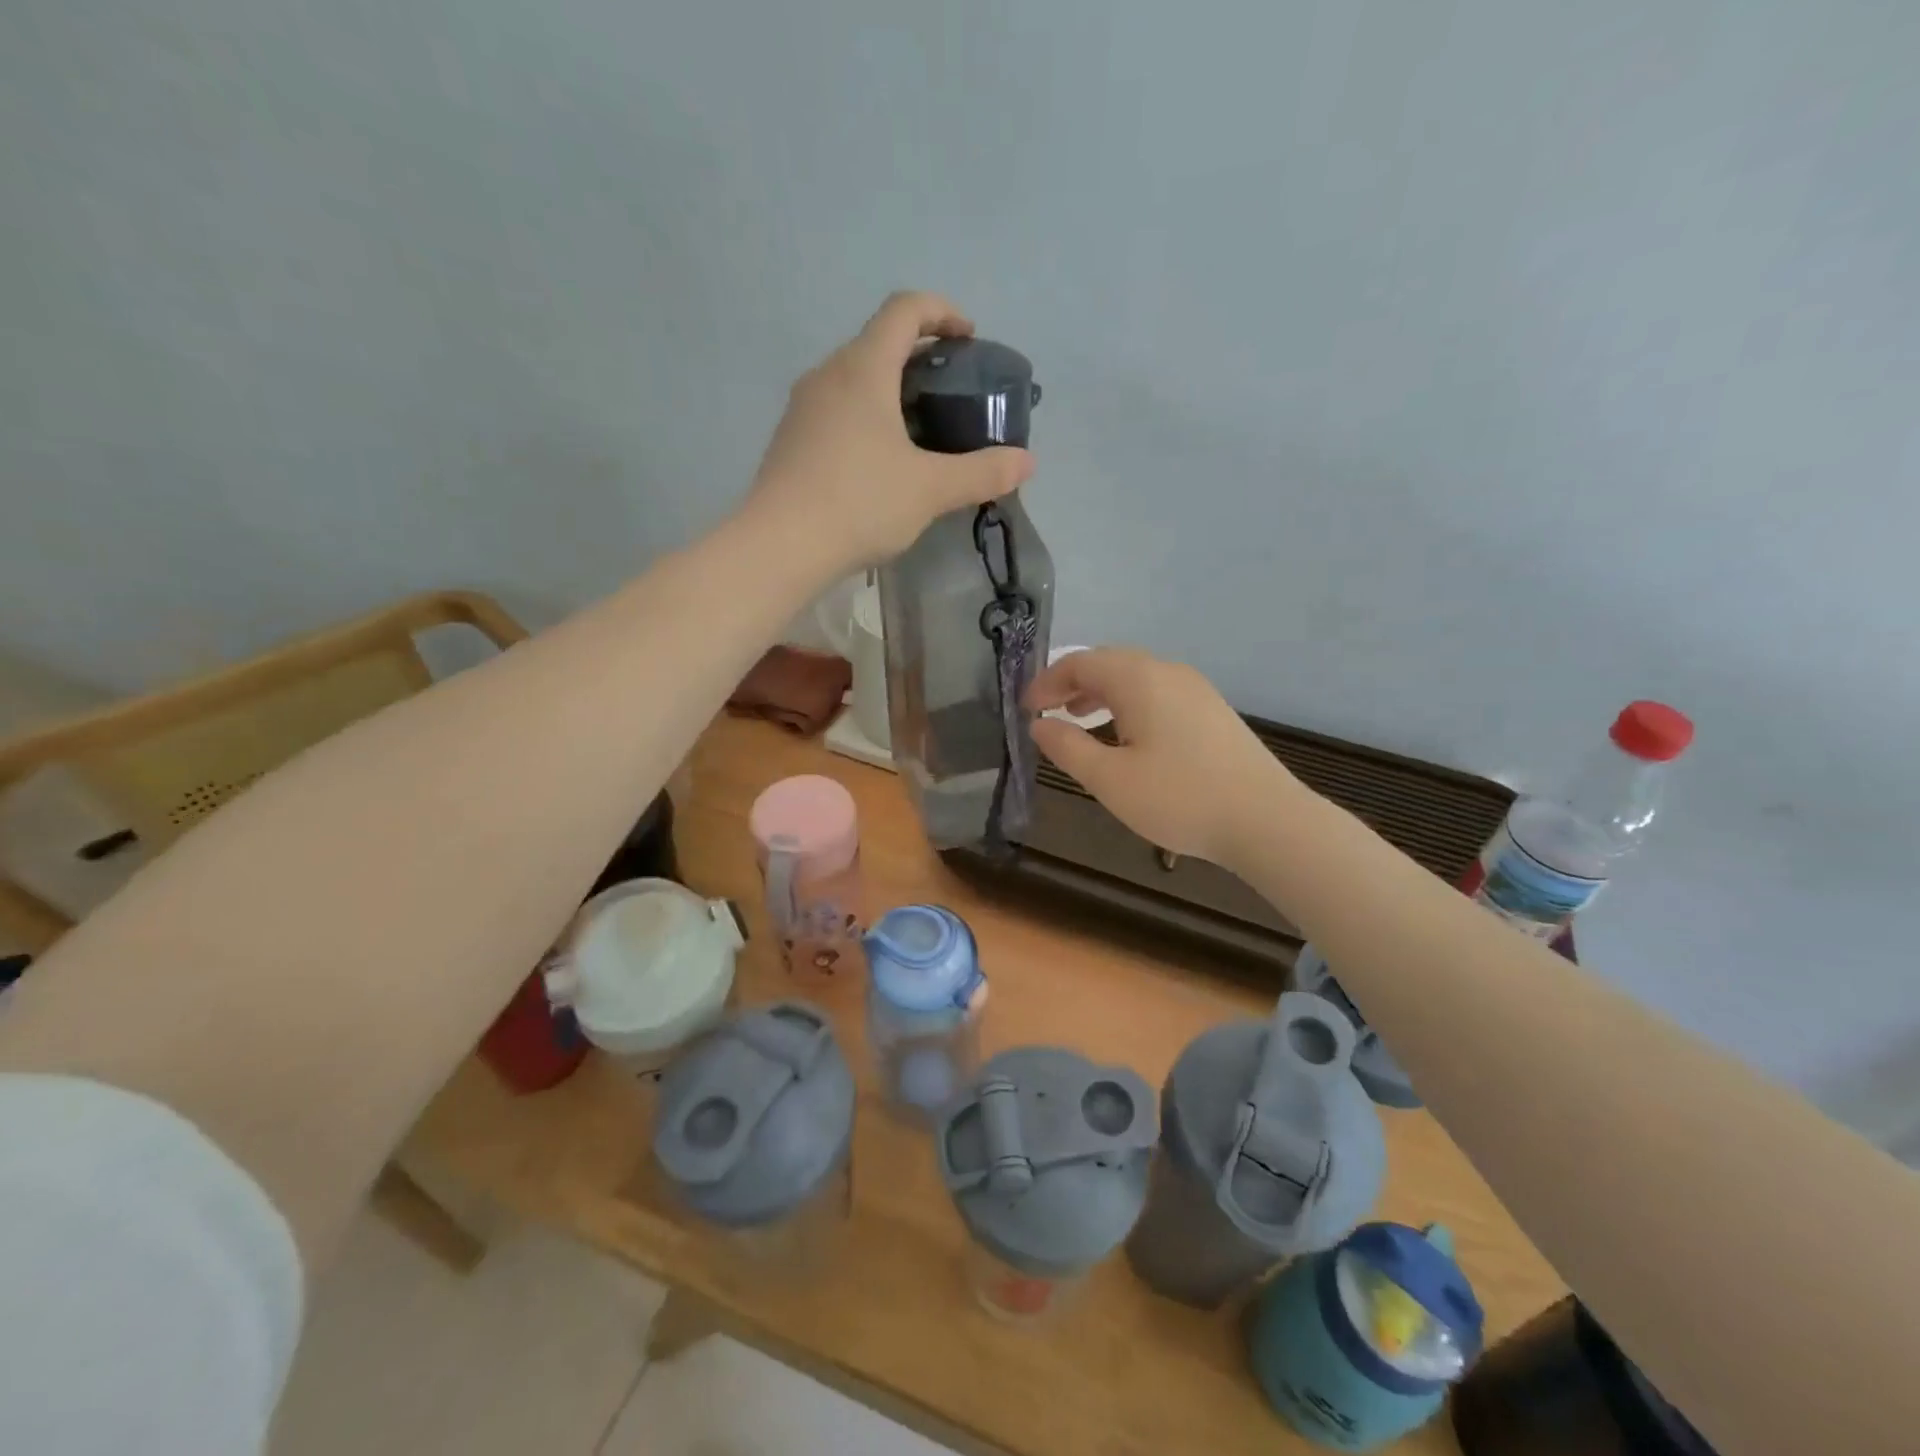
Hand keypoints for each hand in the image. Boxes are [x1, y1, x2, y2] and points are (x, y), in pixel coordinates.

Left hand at [747, 292, 1034, 570]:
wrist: (780, 546)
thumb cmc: (860, 504)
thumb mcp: (930, 490)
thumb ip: (982, 472)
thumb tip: (1027, 462)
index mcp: (864, 369)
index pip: (904, 309)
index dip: (942, 312)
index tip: (968, 339)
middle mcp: (828, 374)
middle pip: (877, 341)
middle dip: (919, 355)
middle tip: (950, 390)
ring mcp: (803, 407)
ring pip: (854, 378)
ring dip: (889, 388)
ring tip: (919, 428)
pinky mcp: (790, 440)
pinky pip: (836, 409)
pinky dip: (865, 416)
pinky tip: (879, 461)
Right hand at [1026, 649, 1298, 868]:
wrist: (1266, 819)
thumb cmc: (1179, 798)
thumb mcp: (1109, 779)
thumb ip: (1067, 747)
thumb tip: (1038, 724)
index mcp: (1138, 679)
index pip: (1080, 663)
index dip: (1046, 682)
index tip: (1025, 709)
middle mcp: (1167, 671)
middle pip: (1108, 663)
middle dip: (1071, 683)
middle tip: (1046, 712)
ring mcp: (1195, 688)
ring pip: (1134, 677)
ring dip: (1100, 692)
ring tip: (1077, 718)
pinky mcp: (1211, 709)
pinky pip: (1157, 691)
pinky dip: (1127, 703)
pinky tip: (1125, 734)